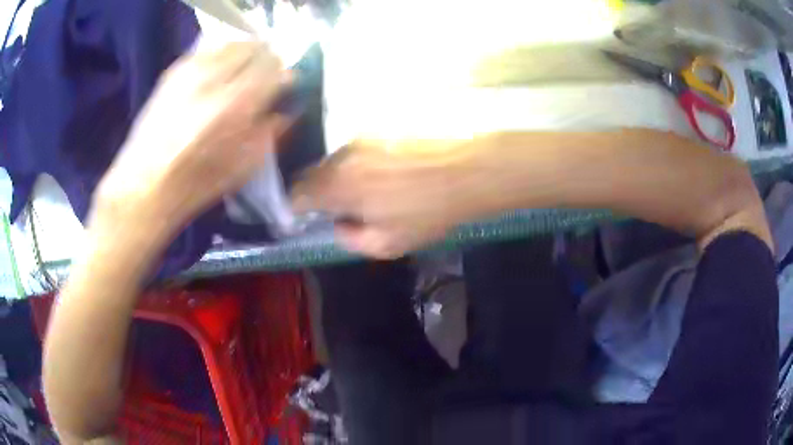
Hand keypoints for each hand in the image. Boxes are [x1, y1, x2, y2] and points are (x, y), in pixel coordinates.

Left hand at [94, 41, 291, 237]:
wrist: (143, 185)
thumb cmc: (196, 184)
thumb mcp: (244, 166)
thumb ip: (271, 129)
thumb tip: (286, 107)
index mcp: (237, 104)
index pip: (276, 68)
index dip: (284, 77)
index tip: (282, 89)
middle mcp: (215, 77)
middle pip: (256, 48)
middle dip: (266, 62)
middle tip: (263, 80)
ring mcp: (192, 69)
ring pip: (233, 44)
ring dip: (244, 57)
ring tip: (239, 77)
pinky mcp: (174, 70)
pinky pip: (210, 51)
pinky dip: (221, 59)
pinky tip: (215, 78)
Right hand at [293, 139, 478, 257]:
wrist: (471, 170)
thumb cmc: (430, 212)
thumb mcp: (388, 244)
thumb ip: (350, 238)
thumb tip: (338, 223)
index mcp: (339, 185)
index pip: (297, 193)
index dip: (295, 207)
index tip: (304, 216)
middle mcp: (343, 154)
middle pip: (312, 173)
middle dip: (316, 191)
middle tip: (334, 205)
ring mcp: (362, 136)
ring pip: (335, 159)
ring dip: (339, 175)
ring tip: (365, 189)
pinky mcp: (381, 126)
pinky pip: (356, 147)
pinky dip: (358, 161)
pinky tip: (383, 171)